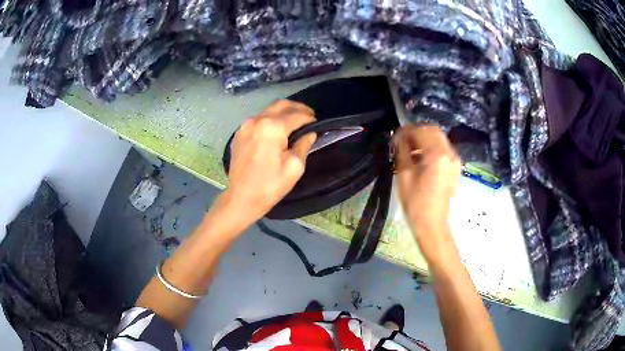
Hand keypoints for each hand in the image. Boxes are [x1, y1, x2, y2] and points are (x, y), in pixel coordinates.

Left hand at [223, 100, 316, 224]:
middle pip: (281, 105)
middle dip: (297, 108)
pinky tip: (277, 131)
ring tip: (295, 122)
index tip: (318, 124)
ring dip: (283, 112)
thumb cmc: (270, 185)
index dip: (310, 118)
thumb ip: (303, 144)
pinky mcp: (239, 133)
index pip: (297, 115)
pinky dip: (270, 120)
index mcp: (272, 127)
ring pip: (269, 110)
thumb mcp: (294, 167)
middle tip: (309, 117)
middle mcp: (257, 120)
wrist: (241, 198)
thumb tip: (310, 133)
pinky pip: (258, 119)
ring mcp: (245, 125)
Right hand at [394, 124, 460, 261]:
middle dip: (417, 132)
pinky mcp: (455, 168)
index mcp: (437, 155)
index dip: (406, 131)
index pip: (421, 130)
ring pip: (439, 139)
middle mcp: (450, 153)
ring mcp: (454, 161)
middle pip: (433, 131)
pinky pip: (443, 149)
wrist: (432, 225)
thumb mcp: (404, 175)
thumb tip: (399, 137)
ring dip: (424, 139)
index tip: (395, 136)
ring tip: (410, 150)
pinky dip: (432, 148)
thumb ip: (402, 151)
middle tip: (402, 141)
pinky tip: (421, 159)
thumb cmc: (416, 203)